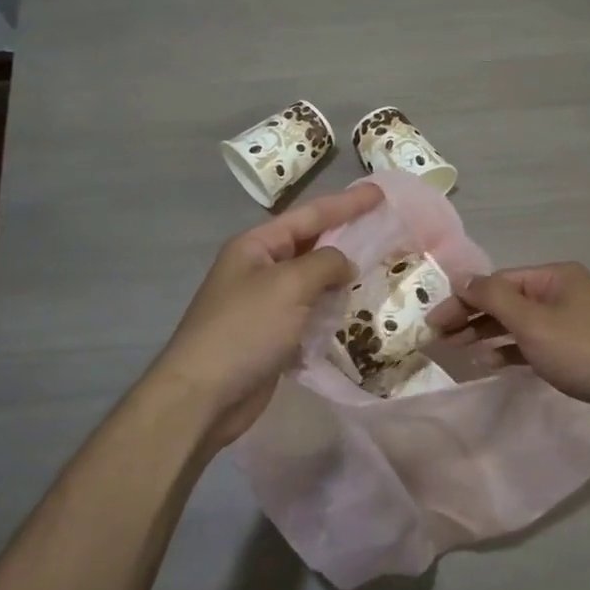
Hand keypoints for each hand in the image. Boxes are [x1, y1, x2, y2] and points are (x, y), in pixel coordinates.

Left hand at [144, 183, 381, 449]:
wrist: (204, 396)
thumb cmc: (244, 329)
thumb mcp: (289, 285)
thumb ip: (325, 264)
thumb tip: (345, 264)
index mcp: (256, 246)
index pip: (309, 215)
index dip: (346, 203)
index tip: (379, 192)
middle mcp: (259, 269)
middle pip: (310, 245)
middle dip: (346, 237)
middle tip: (385, 228)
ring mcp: (265, 304)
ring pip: (312, 281)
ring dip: (341, 276)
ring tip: (379, 268)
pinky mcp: (272, 336)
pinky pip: (309, 313)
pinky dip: (331, 310)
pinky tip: (356, 310)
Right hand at [427, 262, 589, 427]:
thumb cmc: (583, 349)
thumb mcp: (533, 322)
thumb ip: (493, 298)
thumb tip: (461, 277)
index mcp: (554, 276)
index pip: (497, 282)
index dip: (463, 299)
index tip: (435, 320)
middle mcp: (561, 292)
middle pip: (506, 300)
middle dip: (472, 317)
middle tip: (440, 337)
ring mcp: (570, 320)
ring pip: (518, 323)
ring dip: (487, 334)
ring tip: (458, 350)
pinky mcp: (575, 347)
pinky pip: (533, 342)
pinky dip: (510, 350)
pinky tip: (489, 362)